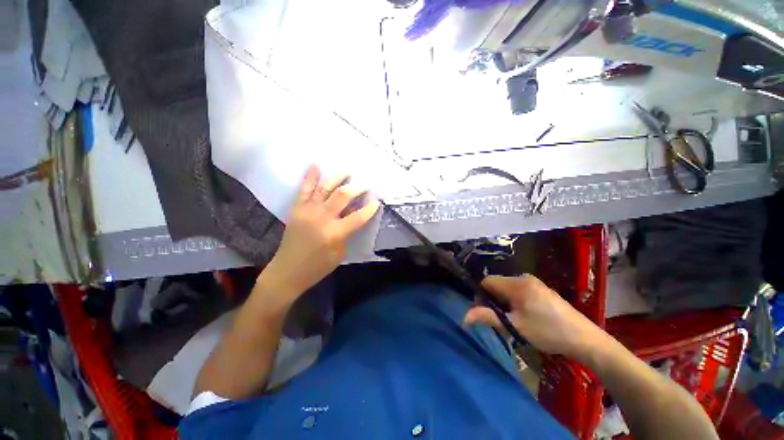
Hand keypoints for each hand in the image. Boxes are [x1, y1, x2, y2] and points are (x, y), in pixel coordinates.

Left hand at [258, 165, 379, 305]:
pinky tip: (315, 165)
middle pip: (342, 196)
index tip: (377, 202)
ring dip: (337, 177)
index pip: (358, 217)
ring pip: (325, 188)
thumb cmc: (317, 267)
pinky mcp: (297, 209)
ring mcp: (308, 211)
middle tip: (365, 184)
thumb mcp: (339, 253)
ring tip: (347, 171)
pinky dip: (310, 176)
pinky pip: (304, 189)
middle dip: (357, 188)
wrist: (287, 271)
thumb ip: (347, 233)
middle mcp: (322, 218)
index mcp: (335, 233)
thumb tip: (352, 217)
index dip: (370, 209)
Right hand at [463, 274, 610, 363]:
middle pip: (497, 285)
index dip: (481, 295)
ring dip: (504, 303)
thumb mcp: (515, 326)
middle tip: (501, 320)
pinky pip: (518, 291)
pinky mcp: (541, 290)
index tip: (486, 313)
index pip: (487, 281)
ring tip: (513, 321)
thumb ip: (488, 317)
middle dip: (493, 301)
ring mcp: (534, 283)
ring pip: (507, 289)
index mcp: (516, 283)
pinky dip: (515, 302)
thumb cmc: (548, 331)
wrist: (585, 339)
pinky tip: (525, 317)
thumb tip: (464, 317)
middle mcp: (523, 278)